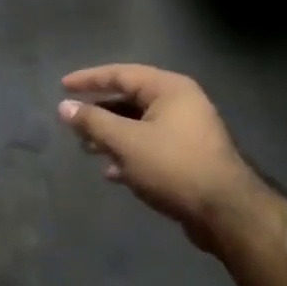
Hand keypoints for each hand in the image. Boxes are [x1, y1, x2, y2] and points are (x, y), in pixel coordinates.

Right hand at [58, 64, 265, 249]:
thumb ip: (93, 121)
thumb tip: (65, 107)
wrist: (224, 211)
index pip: (121, 74)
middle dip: (99, 113)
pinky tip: (111, 172)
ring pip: (139, 125)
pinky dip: (128, 155)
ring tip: (87, 149)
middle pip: (130, 99)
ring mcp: (187, 131)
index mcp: (169, 89)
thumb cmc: (172, 166)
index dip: (89, 79)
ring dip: (111, 136)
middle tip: (73, 123)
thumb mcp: (126, 142)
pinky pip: (150, 146)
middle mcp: (181, 103)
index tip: (62, 86)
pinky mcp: (188, 157)